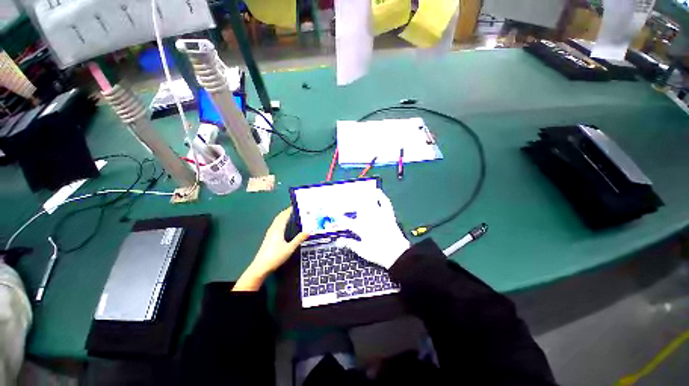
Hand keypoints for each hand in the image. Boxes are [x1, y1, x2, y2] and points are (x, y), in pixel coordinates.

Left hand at [233, 208, 308, 290]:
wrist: (261, 265)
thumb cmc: (276, 256)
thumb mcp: (290, 248)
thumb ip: (299, 239)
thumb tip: (309, 230)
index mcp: (278, 228)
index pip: (284, 215)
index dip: (290, 210)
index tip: (299, 206)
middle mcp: (273, 228)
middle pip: (280, 217)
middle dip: (287, 212)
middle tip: (297, 210)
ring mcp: (270, 233)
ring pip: (277, 221)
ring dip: (284, 217)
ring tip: (293, 216)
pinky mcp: (269, 238)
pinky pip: (276, 226)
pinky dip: (281, 222)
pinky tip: (285, 227)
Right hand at [338, 189, 409, 268]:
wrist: (397, 254)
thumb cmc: (378, 254)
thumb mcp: (362, 251)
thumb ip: (351, 244)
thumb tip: (340, 240)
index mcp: (361, 229)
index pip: (347, 222)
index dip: (339, 218)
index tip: (334, 215)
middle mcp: (369, 220)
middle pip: (358, 207)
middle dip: (350, 201)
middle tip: (345, 196)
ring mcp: (380, 216)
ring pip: (370, 202)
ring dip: (364, 195)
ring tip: (358, 189)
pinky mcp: (389, 215)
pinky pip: (385, 203)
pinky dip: (381, 196)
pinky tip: (377, 191)